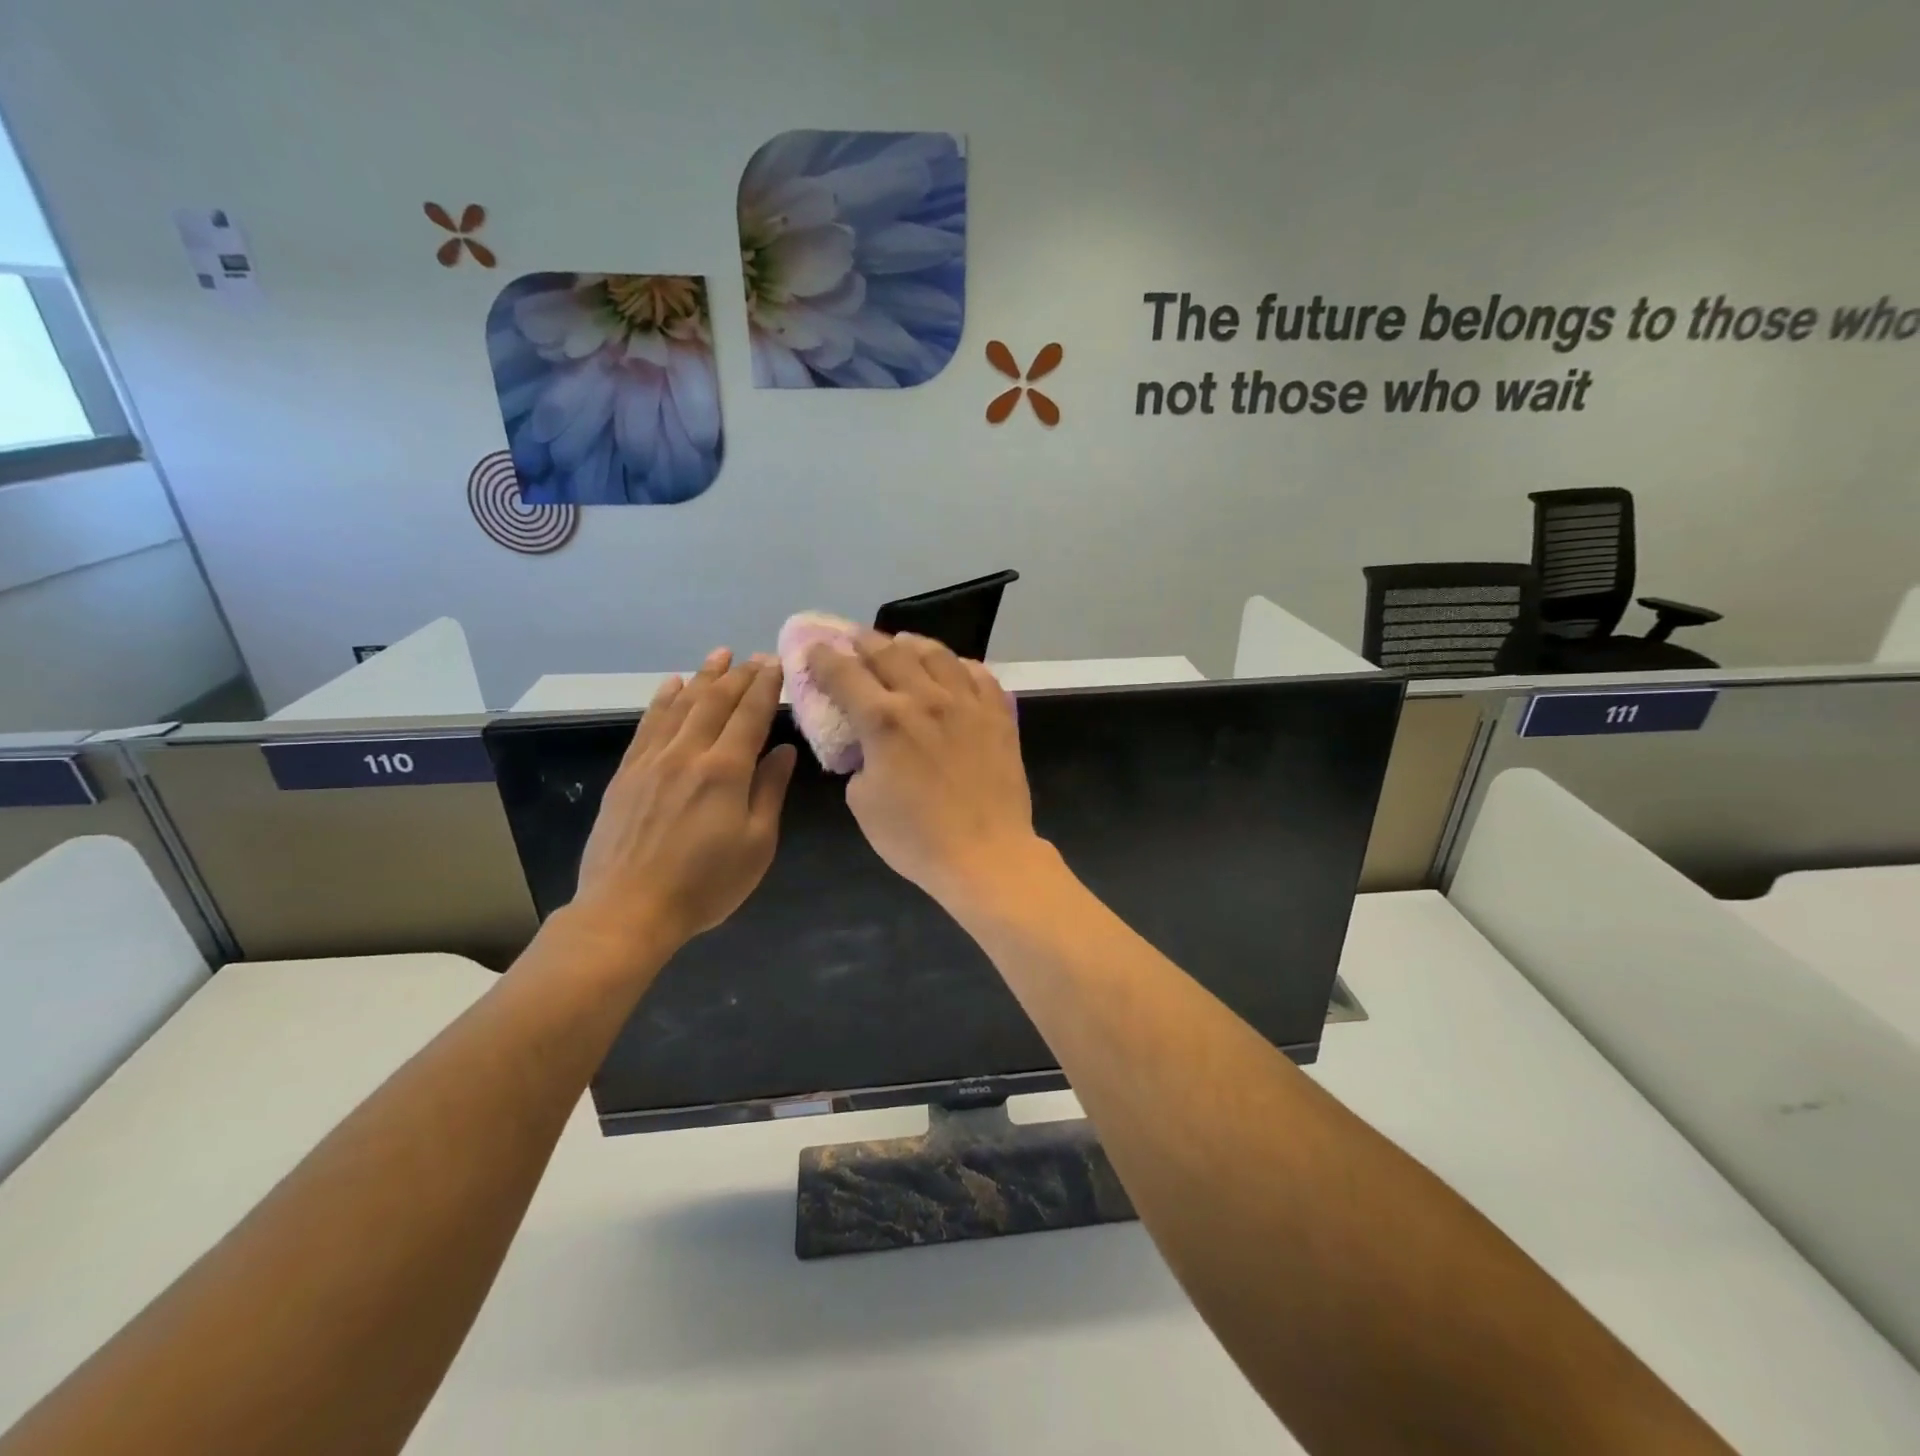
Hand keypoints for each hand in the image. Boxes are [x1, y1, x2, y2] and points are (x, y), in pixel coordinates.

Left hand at [568, 649, 796, 960]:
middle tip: (757, 656)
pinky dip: (663, 699)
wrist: (628, 910)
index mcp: (725, 771)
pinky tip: (672, 685)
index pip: (750, 714)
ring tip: (720, 655)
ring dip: (703, 676)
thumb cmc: (705, 884)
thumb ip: (770, 791)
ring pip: (681, 705)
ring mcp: (652, 761)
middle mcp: (687, 754)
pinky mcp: (627, 773)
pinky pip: (648, 724)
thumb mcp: (757, 844)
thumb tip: (784, 751)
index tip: (777, 663)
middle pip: (715, 701)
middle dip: (740, 675)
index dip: (765, 685)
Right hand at [804, 631, 1042, 908]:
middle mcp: (925, 698)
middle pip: (889, 652)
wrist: (986, 854)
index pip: (844, 674)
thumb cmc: (916, 838)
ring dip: (911, 643)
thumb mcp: (863, 802)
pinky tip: (954, 669)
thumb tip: (870, 748)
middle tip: (853, 638)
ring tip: (902, 643)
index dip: (823, 658)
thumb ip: (860, 761)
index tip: (814, 650)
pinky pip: (979, 675)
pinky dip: (960, 665)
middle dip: (864, 640)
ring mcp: (967, 703)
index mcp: (884, 720)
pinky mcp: (998, 715)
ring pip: (937, 654)